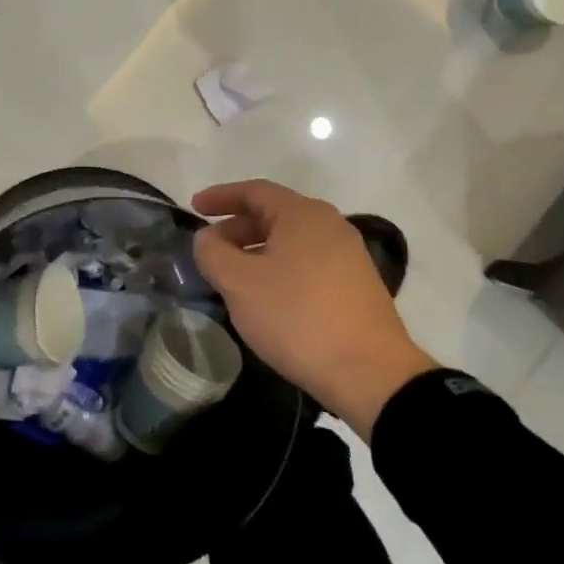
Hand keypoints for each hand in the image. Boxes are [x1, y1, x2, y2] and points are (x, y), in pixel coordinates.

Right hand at [192, 180, 434, 439]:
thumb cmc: (297, 317)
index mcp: (303, 214)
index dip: (221, 196)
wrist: (369, 373)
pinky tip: (266, 296)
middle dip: (237, 228)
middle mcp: (330, 225)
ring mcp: (348, 255)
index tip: (194, 207)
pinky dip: (279, 268)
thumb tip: (208, 238)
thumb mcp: (240, 284)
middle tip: (209, 250)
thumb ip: (213, 253)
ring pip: (291, 241)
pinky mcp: (356, 284)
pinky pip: (307, 262)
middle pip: (274, 214)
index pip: (254, 191)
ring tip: (232, 277)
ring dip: (257, 251)